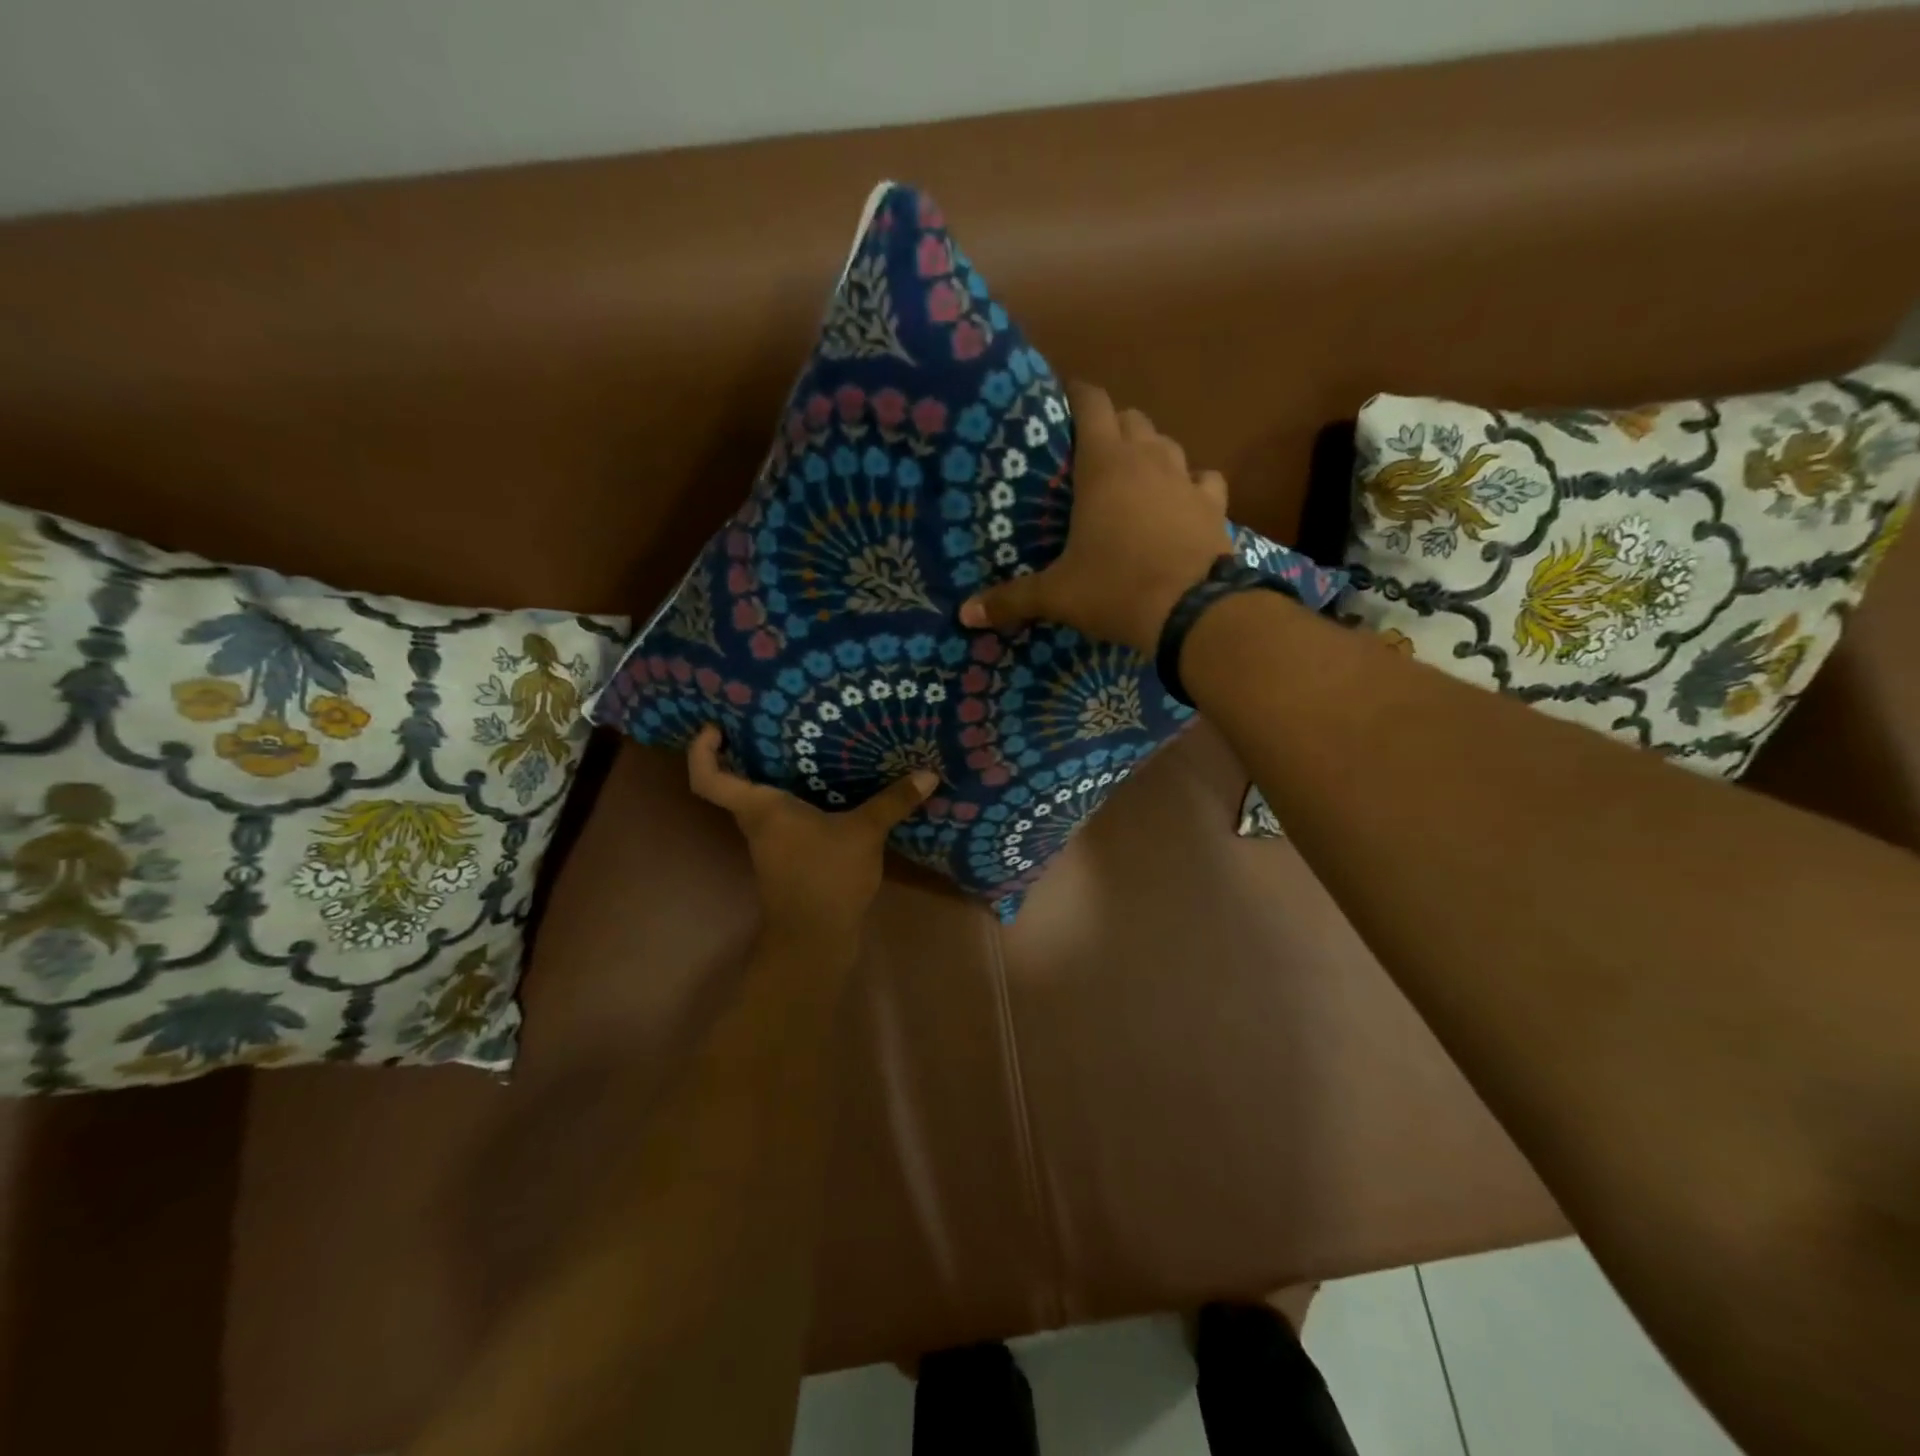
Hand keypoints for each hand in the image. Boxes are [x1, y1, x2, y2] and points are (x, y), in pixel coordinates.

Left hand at [688, 725, 937, 951]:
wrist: (816, 939)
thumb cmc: (826, 878)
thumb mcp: (864, 833)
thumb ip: (893, 801)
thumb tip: (928, 773)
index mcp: (760, 809)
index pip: (708, 778)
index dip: (702, 751)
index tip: (717, 727)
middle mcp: (758, 822)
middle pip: (736, 781)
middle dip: (748, 751)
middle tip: (776, 720)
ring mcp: (772, 842)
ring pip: (763, 798)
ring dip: (778, 773)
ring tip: (810, 743)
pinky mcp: (790, 855)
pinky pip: (787, 814)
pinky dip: (801, 796)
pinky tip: (832, 786)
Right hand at [958, 381, 1231, 654]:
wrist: (1191, 613)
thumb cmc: (1114, 589)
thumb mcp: (1057, 595)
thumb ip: (1011, 599)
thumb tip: (966, 615)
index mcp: (1104, 464)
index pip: (1091, 402)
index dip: (1076, 396)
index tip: (1060, 405)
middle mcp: (1147, 457)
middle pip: (1130, 418)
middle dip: (1111, 428)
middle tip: (1091, 458)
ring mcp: (1186, 478)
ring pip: (1167, 444)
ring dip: (1149, 453)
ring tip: (1133, 480)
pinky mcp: (1214, 505)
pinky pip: (1203, 479)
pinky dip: (1191, 485)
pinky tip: (1181, 503)